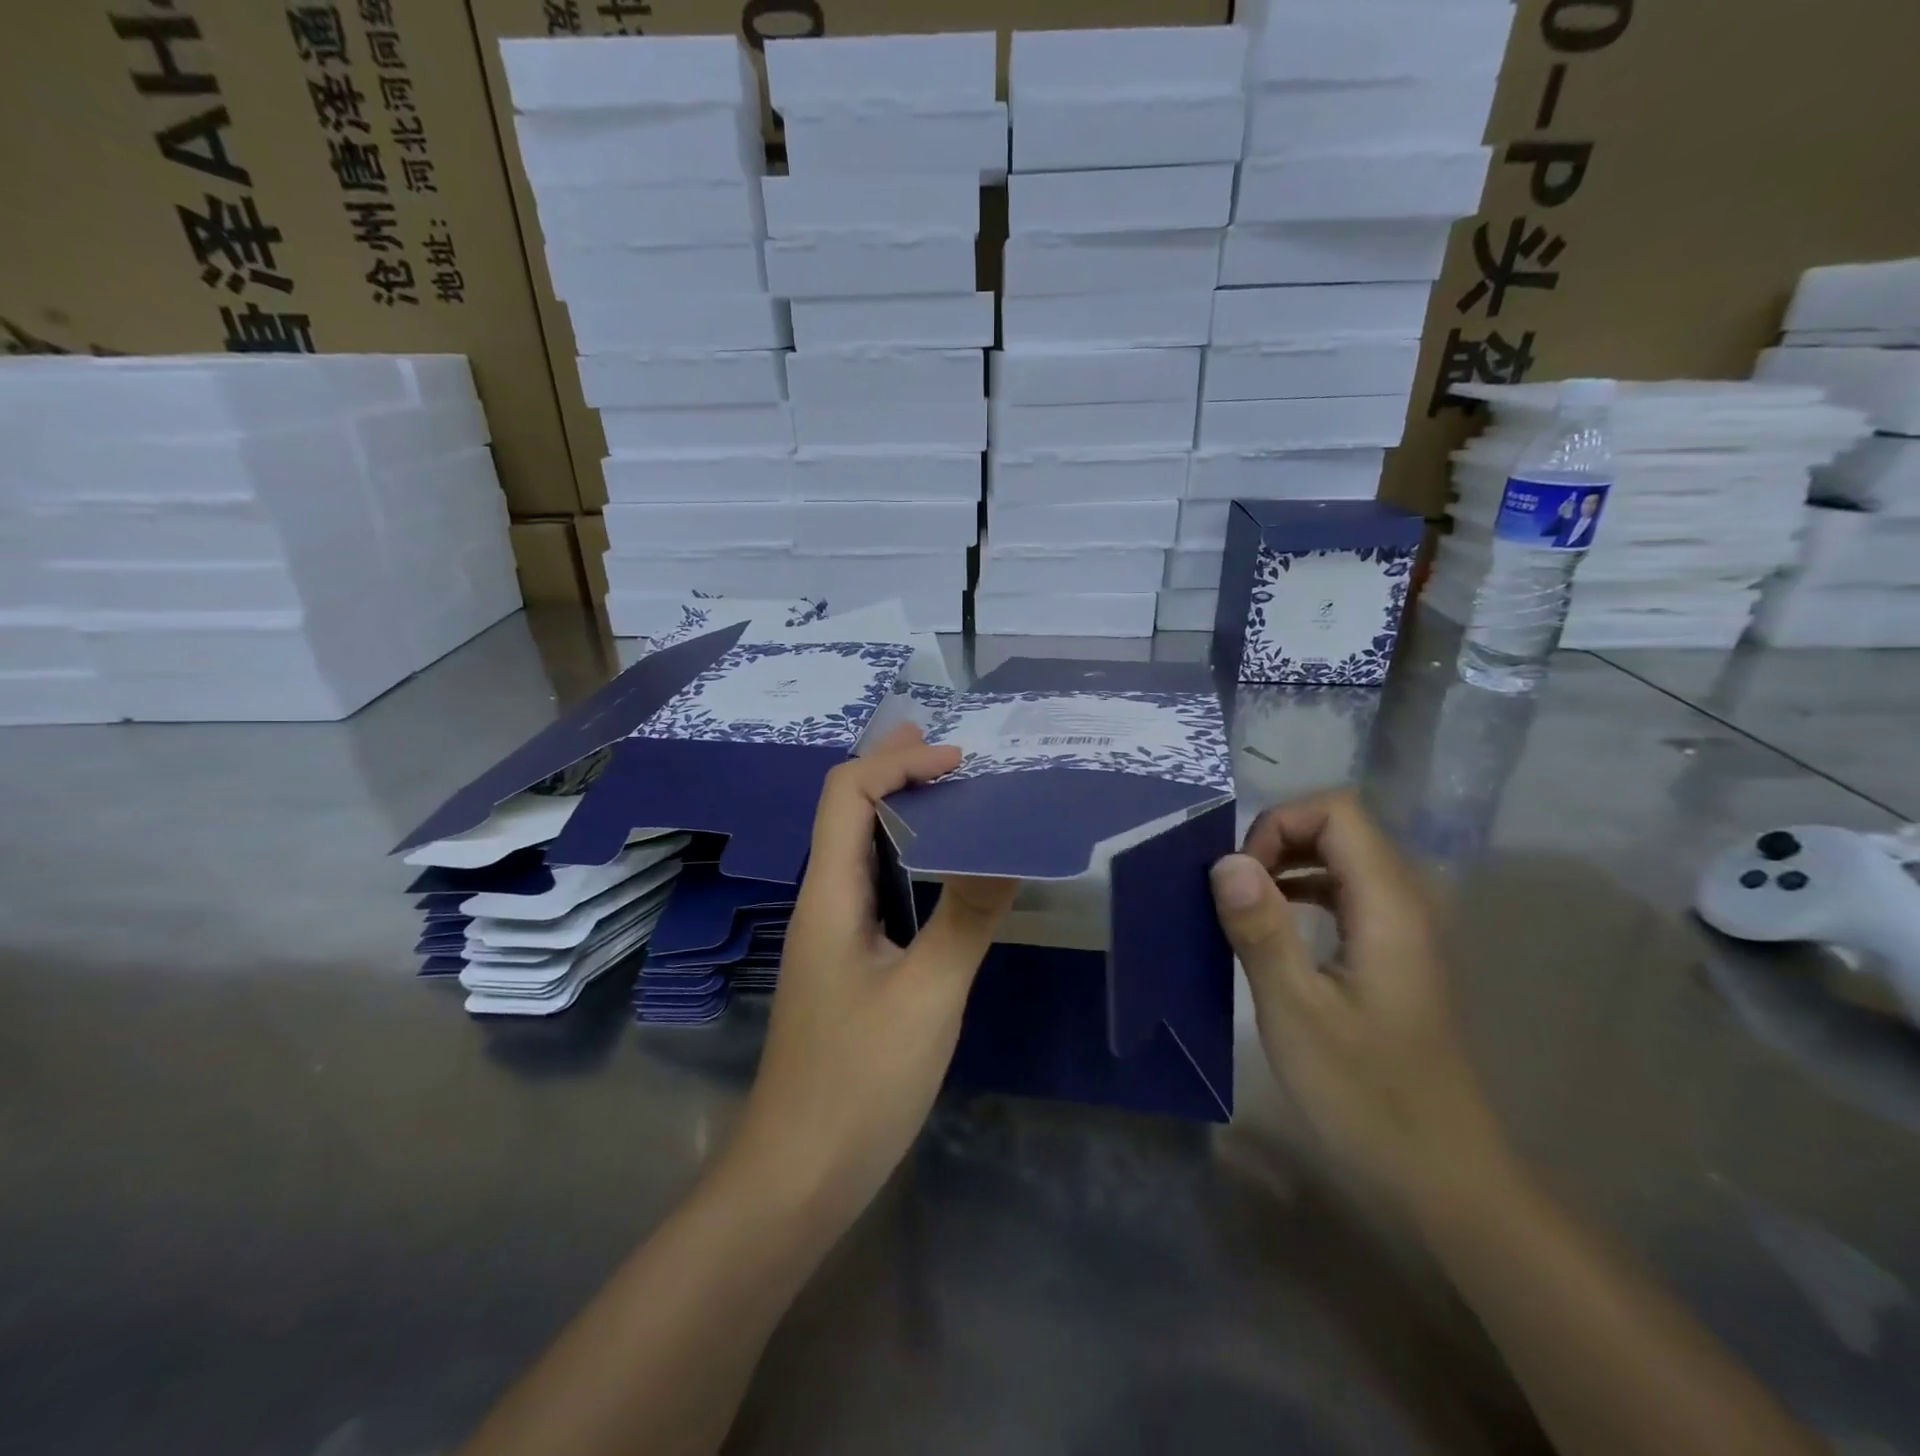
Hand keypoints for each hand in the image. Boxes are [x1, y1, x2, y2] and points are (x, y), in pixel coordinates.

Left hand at [725, 725, 1016, 1222]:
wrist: (797, 1175)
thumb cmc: (859, 1082)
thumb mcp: (927, 995)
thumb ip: (967, 917)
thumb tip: (1008, 847)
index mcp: (829, 895)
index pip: (846, 794)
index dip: (896, 763)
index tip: (958, 762)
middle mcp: (822, 902)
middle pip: (845, 811)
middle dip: (893, 771)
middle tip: (947, 752)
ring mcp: (831, 936)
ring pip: (859, 850)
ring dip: (900, 813)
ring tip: (949, 794)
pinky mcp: (846, 965)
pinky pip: (873, 888)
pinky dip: (905, 858)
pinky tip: (939, 872)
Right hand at [1210, 790, 1509, 1208]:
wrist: (1443, 1175)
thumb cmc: (1367, 1094)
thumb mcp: (1296, 1012)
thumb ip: (1261, 929)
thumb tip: (1224, 861)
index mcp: (1389, 906)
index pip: (1337, 811)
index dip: (1280, 824)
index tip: (1241, 877)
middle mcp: (1406, 902)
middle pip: (1342, 827)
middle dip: (1278, 840)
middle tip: (1235, 891)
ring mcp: (1405, 928)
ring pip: (1344, 858)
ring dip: (1288, 865)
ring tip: (1246, 905)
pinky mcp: (1396, 953)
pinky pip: (1347, 892)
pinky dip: (1304, 891)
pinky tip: (1277, 929)